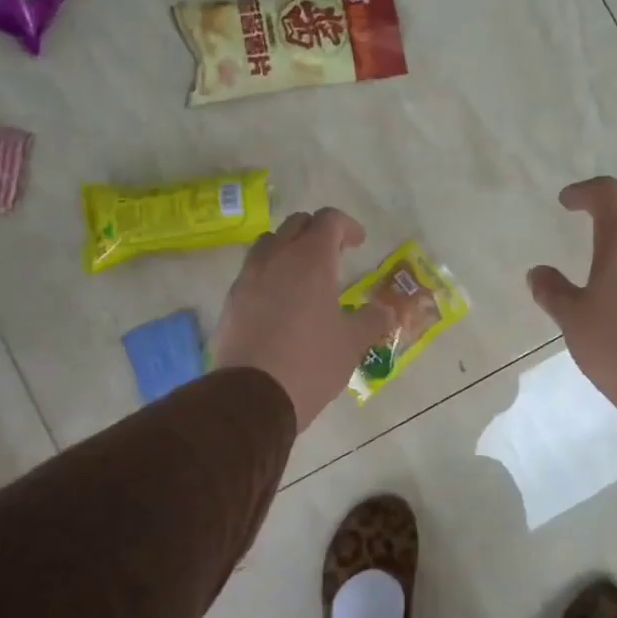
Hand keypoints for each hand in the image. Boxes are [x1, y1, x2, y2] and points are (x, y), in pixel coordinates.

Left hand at [213, 208, 394, 427]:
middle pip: (295, 224)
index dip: (347, 226)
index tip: (358, 243)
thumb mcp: (353, 343)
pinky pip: (252, 273)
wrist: (252, 397)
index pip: (328, 220)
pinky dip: (269, 275)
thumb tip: (386, 310)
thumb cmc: (311, 362)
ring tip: (303, 275)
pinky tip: (280, 303)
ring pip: (268, 245)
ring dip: (288, 249)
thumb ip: (373, 319)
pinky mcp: (230, 302)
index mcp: (310, 260)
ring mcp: (248, 278)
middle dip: (316, 232)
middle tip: (333, 254)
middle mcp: (276, 258)